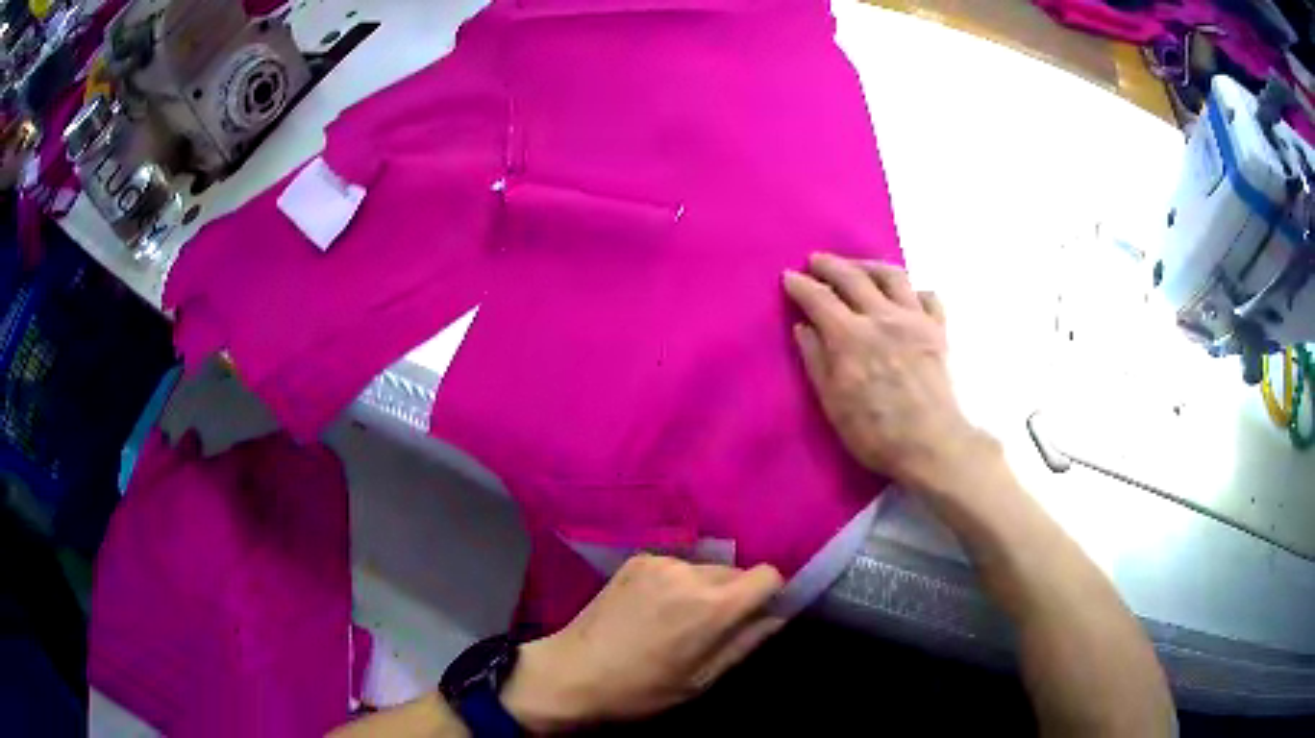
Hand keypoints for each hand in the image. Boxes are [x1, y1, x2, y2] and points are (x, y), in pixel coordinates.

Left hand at [501, 555, 784, 731]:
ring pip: (707, 568)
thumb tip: (777, 616)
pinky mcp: (637, 559)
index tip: (757, 617)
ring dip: (706, 588)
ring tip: (678, 620)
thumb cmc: (641, 688)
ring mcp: (660, 562)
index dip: (770, 595)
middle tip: (713, 628)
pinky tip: (654, 609)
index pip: (768, 575)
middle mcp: (690, 572)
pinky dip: (678, 583)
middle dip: (736, 595)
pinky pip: (677, 566)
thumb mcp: (701, 679)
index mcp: (712, 605)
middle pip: (737, 571)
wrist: (572, 672)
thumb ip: (745, 642)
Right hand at [783, 253, 997, 494]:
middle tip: (816, 261)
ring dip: (870, 266)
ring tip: (859, 269)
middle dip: (830, 264)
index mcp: (850, 336)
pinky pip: (927, 296)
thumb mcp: (833, 404)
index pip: (819, 298)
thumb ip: (816, 360)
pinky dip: (913, 291)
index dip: (801, 285)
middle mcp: (882, 317)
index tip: (789, 277)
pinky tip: (905, 297)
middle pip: (853, 276)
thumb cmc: (875, 432)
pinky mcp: (938, 330)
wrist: (931, 444)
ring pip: (892, 275)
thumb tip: (803, 326)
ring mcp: (914, 319)